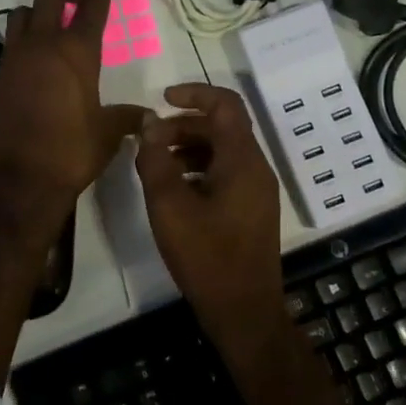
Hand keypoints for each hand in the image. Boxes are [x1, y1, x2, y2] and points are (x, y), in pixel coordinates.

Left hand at [0, 0, 145, 222]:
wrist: (20, 180)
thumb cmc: (72, 152)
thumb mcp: (108, 133)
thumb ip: (127, 118)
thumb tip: (148, 117)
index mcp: (76, 53)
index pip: (91, 8)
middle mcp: (42, 46)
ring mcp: (15, 59)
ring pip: (21, 13)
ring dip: (38, 10)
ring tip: (52, 23)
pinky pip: (10, 42)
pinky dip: (24, 37)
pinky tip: (35, 57)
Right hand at [135, 82, 283, 336]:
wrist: (244, 312)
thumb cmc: (207, 257)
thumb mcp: (170, 206)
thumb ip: (155, 160)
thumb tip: (149, 124)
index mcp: (242, 160)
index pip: (225, 104)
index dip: (195, 92)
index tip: (163, 99)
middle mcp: (256, 168)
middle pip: (222, 127)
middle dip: (183, 125)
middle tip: (149, 141)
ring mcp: (256, 190)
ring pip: (223, 151)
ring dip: (189, 147)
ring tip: (155, 164)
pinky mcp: (251, 209)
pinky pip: (226, 173)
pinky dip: (199, 169)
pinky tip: (174, 190)